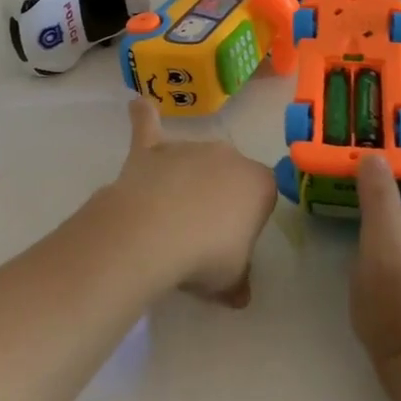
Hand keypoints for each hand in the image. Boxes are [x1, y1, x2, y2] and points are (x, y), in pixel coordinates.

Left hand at [96, 97, 278, 305]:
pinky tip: (138, 105)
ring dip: (185, 178)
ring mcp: (188, 147)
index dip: (248, 221)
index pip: (262, 196)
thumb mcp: (231, 281)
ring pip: (193, 159)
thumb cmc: (205, 256)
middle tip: (200, 233)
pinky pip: (148, 125)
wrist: (152, 233)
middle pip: (228, 173)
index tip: (232, 244)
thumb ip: (238, 281)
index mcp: (258, 183)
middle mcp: (228, 155)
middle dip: (218, 196)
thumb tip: (239, 294)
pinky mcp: (152, 148)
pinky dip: (143, 116)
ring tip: (168, 215)